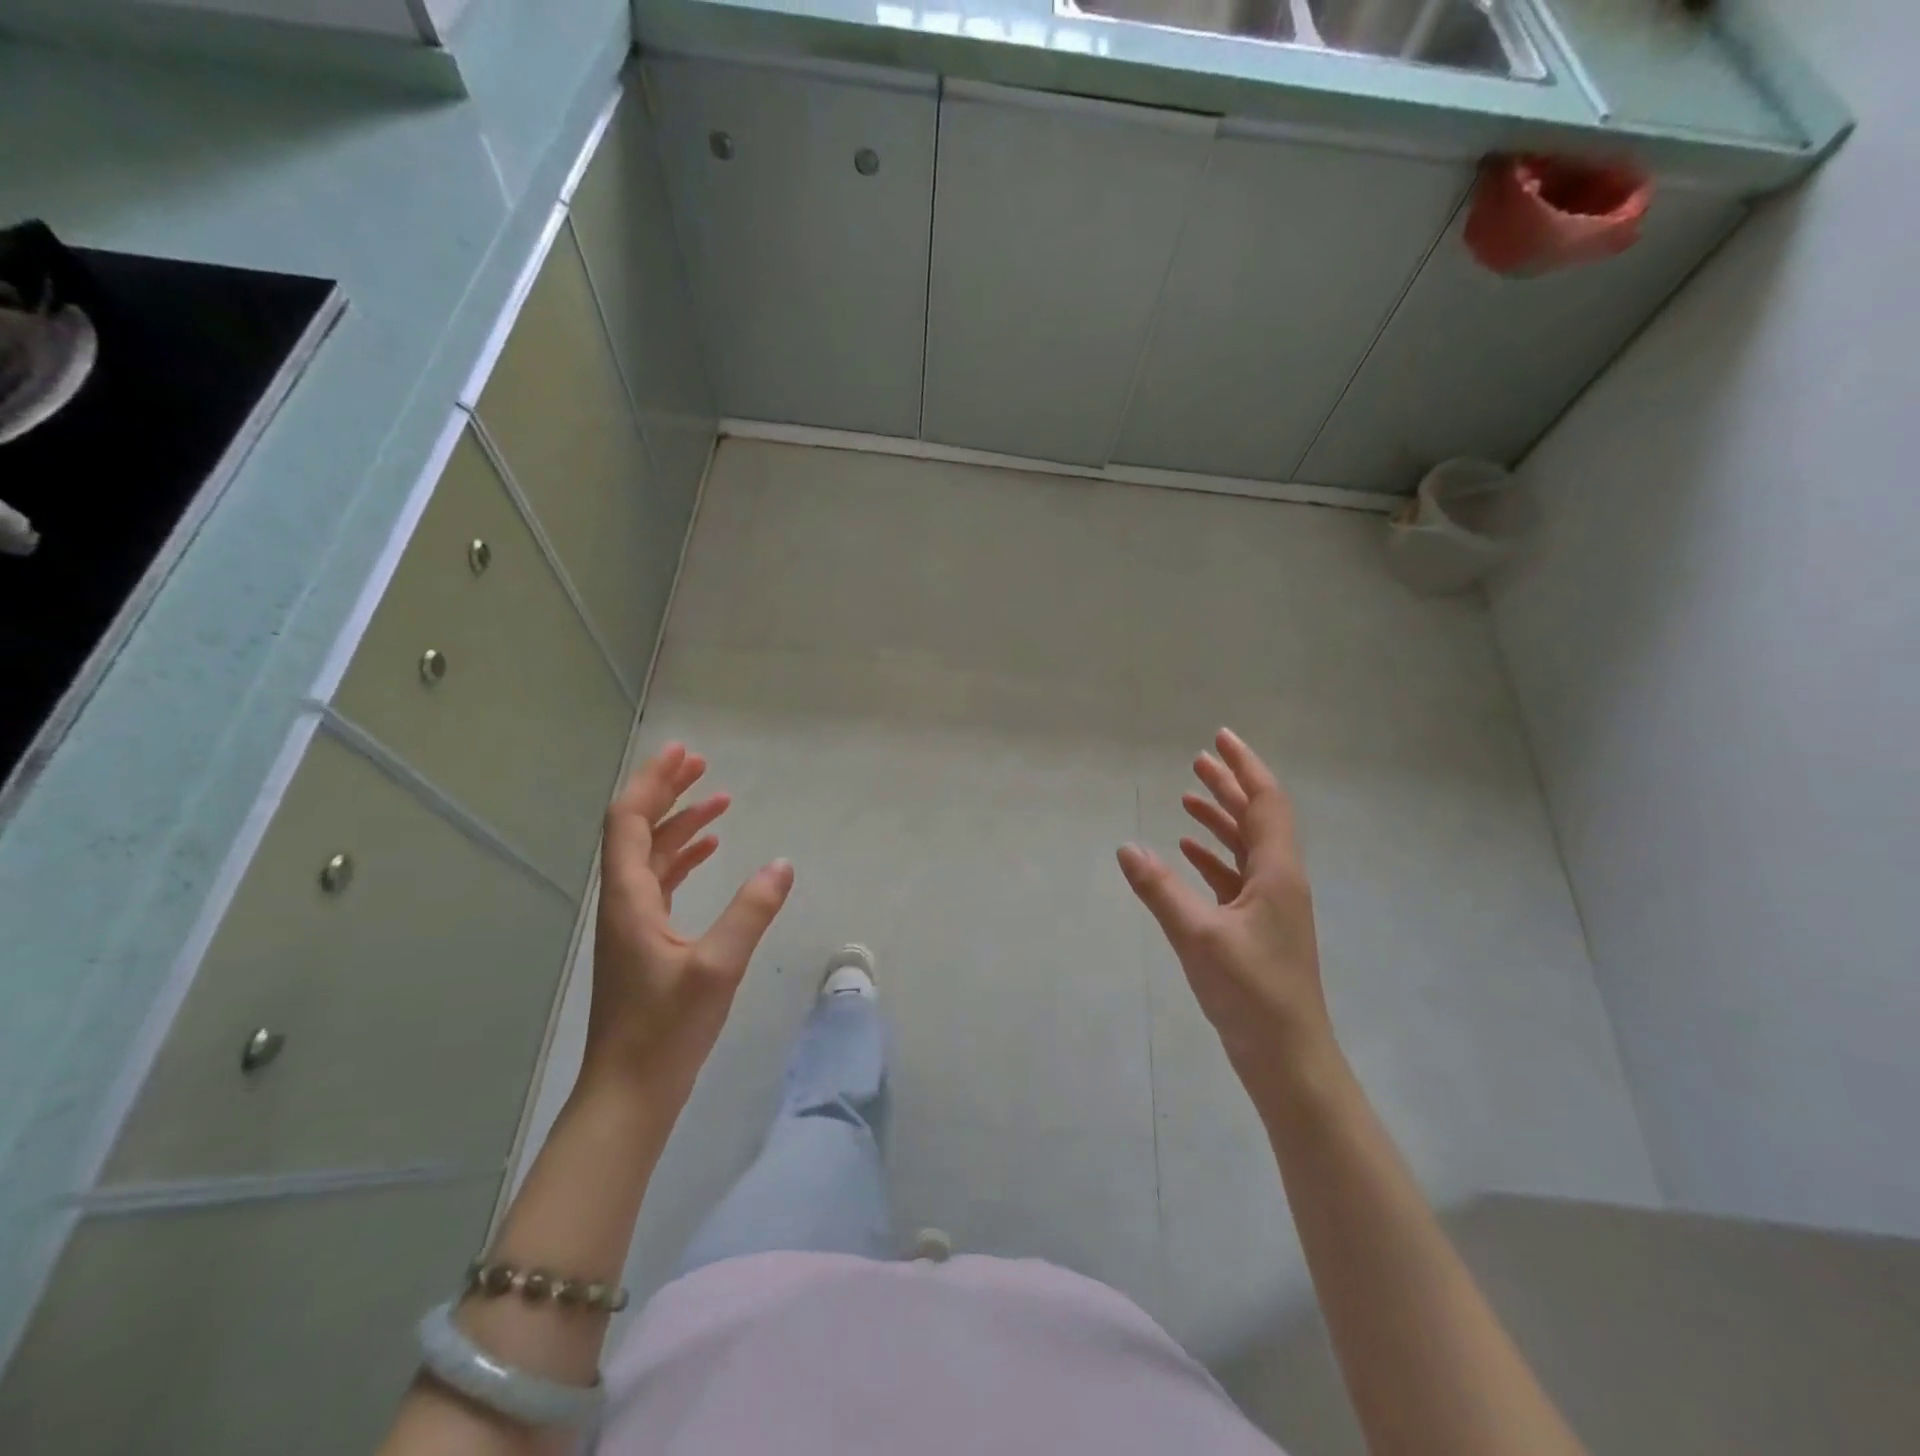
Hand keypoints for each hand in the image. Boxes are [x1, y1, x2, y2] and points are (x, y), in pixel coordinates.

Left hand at [586, 743, 793, 1102]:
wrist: (629, 1095)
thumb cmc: (666, 1032)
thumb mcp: (717, 968)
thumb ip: (750, 912)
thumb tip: (782, 864)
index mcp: (630, 900)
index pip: (628, 822)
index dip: (653, 784)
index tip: (683, 754)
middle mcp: (624, 903)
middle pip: (637, 831)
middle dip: (667, 793)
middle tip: (702, 764)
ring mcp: (633, 924)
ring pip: (651, 856)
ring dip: (680, 825)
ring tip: (718, 801)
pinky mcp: (646, 943)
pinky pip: (662, 883)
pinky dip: (685, 859)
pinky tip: (712, 853)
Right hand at [1118, 729, 1332, 1093]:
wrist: (1287, 1056)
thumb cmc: (1250, 991)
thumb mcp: (1197, 936)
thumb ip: (1160, 889)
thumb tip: (1126, 846)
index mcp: (1277, 872)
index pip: (1265, 801)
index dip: (1244, 766)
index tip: (1221, 737)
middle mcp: (1280, 880)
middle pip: (1257, 818)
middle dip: (1229, 785)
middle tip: (1198, 758)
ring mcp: (1271, 905)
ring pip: (1246, 846)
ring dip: (1220, 819)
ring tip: (1188, 796)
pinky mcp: (1258, 927)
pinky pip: (1235, 876)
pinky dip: (1213, 857)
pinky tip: (1187, 853)